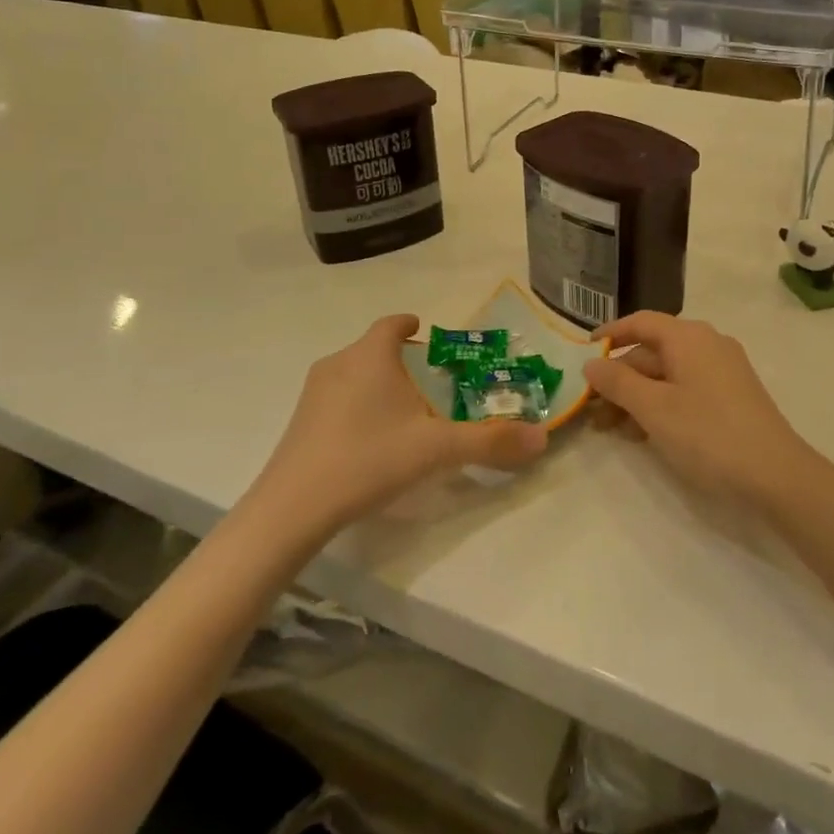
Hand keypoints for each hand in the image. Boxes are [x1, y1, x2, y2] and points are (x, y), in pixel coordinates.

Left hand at [250, 315, 546, 540]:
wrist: (292, 508)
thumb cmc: (368, 458)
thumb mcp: (437, 449)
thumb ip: (490, 441)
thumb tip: (541, 437)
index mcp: (371, 356)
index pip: (391, 324)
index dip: (409, 325)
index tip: (424, 332)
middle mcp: (339, 363)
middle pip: (373, 349)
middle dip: (399, 360)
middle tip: (428, 381)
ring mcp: (313, 394)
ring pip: (353, 374)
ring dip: (377, 383)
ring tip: (403, 412)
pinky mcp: (299, 423)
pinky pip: (336, 400)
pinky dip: (357, 406)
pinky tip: (370, 441)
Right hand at [582, 312, 816, 511]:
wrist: (776, 476)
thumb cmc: (708, 434)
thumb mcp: (654, 408)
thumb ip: (618, 382)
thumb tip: (591, 363)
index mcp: (689, 337)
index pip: (640, 322)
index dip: (610, 334)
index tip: (583, 351)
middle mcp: (707, 345)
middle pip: (652, 352)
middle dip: (619, 379)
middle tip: (591, 409)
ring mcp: (723, 371)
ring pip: (667, 375)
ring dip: (636, 397)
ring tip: (610, 429)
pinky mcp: (732, 397)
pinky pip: (686, 390)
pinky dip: (661, 405)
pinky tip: (643, 434)